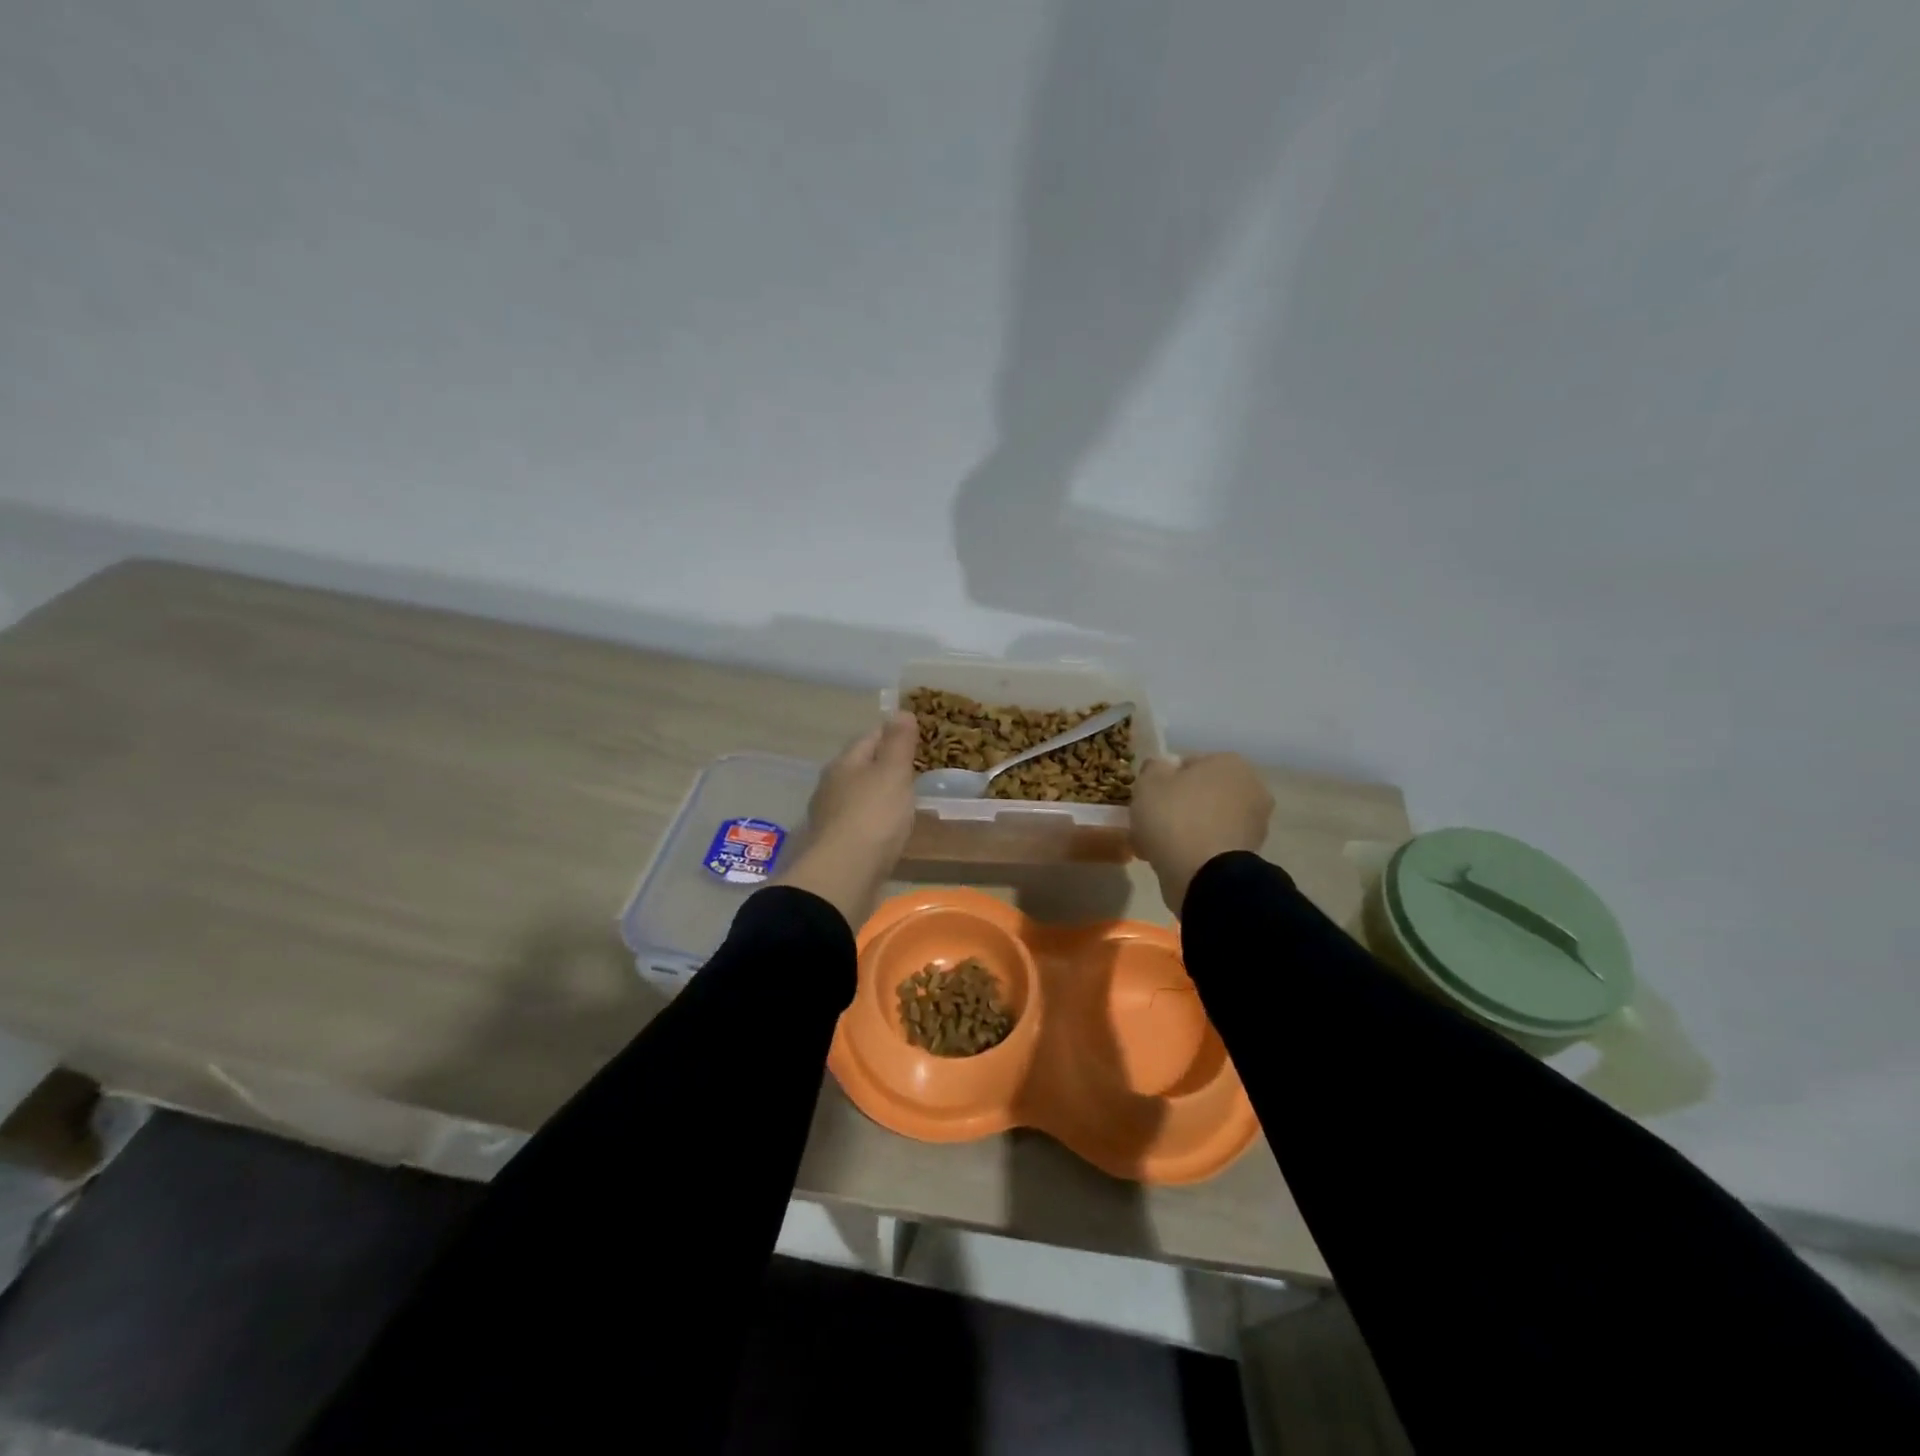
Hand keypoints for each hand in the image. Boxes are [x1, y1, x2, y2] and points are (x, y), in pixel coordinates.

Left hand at [774, 712, 919, 926]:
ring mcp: (831, 819)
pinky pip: (860, 826)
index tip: (915, 737)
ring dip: (878, 797)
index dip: (892, 734)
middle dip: (883, 767)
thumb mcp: (892, 773)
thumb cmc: (872, 817)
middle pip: (860, 768)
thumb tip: (900, 711)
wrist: (844, 877)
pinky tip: (889, 832)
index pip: (869, 738)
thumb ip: (898, 743)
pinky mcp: (836, 848)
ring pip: (858, 798)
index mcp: (844, 765)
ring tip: (904, 802)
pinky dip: (875, 824)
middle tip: (913, 770)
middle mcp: (831, 787)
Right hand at [1131, 754, 1273, 913]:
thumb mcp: (1148, 782)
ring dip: (1188, 828)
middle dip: (1179, 805)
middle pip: (1202, 792)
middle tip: (1152, 822)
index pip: (1189, 764)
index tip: (1148, 798)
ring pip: (1208, 820)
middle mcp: (1251, 787)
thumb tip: (1163, 768)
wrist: (1203, 875)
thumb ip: (1154, 767)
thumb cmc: (1174, 818)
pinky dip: (1197, 849)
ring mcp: (1255, 823)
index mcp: (1229, 763)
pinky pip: (1214, 844)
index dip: (1164, 780)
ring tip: (1158, 846)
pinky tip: (1174, 860)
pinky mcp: (1250, 854)